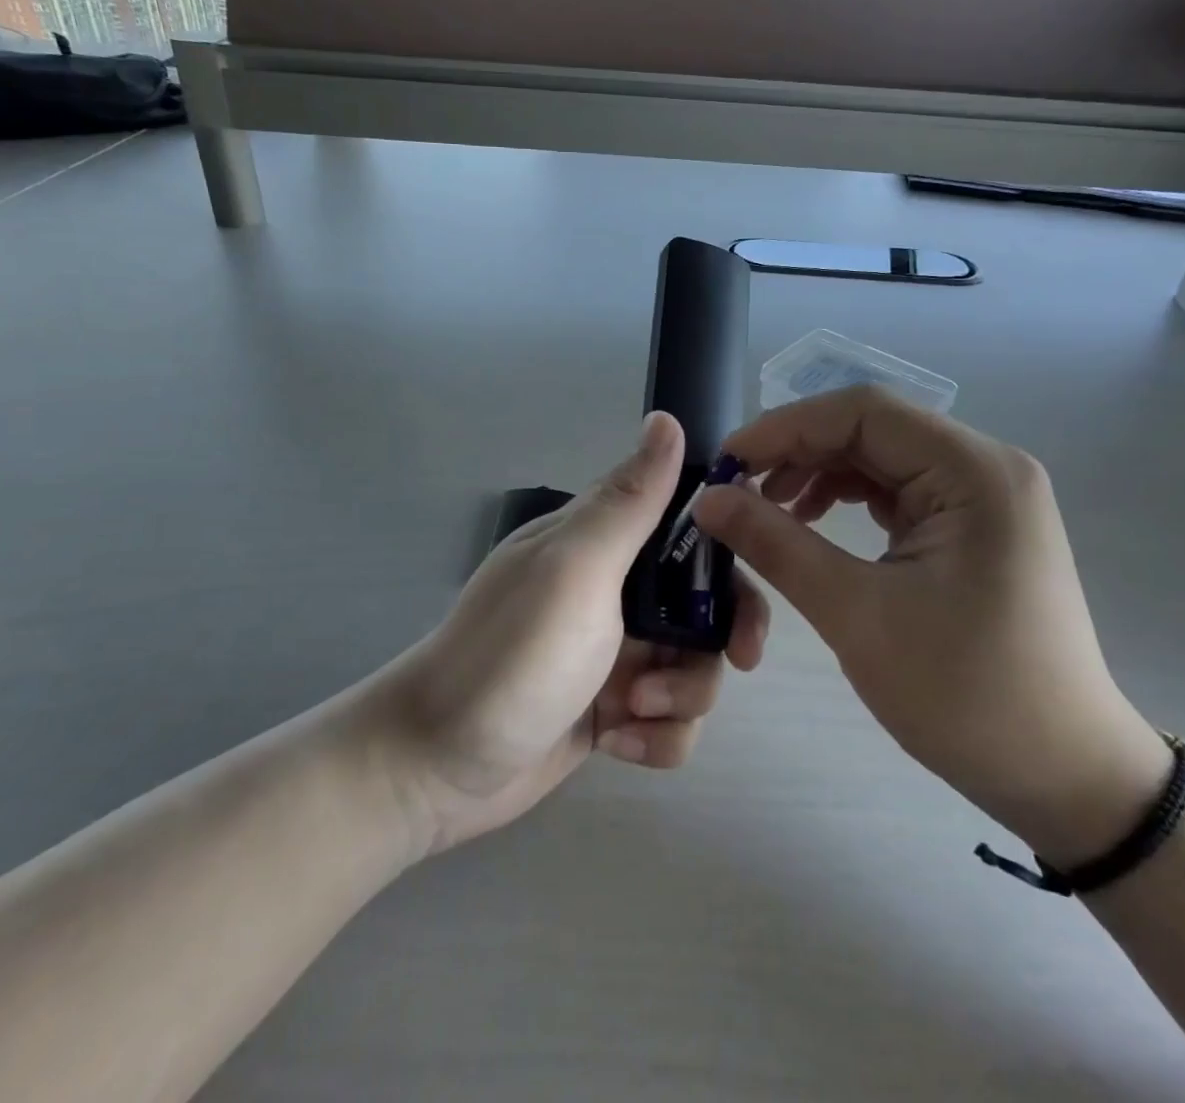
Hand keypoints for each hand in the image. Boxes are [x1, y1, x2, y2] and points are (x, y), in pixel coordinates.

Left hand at [369, 412, 768, 856]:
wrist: (437, 766)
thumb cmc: (512, 655)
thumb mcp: (575, 569)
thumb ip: (628, 502)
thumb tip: (667, 418)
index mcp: (604, 544)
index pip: (689, 527)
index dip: (730, 553)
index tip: (746, 589)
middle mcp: (614, 592)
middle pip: (705, 604)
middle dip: (720, 638)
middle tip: (734, 663)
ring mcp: (613, 654)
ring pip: (695, 667)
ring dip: (681, 697)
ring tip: (630, 712)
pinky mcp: (611, 710)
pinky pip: (669, 721)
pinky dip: (656, 738)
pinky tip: (616, 743)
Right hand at [694, 387, 1169, 868]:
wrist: (1064, 777)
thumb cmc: (966, 696)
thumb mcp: (856, 615)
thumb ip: (776, 544)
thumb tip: (707, 498)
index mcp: (974, 472)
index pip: (863, 412)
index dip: (786, 427)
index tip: (727, 462)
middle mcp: (984, 467)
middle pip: (871, 429)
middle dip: (797, 451)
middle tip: (736, 489)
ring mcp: (982, 496)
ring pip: (879, 457)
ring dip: (818, 473)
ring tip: (766, 509)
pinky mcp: (972, 525)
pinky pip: (896, 489)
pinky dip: (846, 498)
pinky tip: (810, 524)